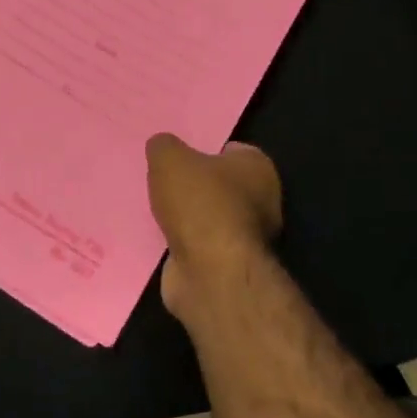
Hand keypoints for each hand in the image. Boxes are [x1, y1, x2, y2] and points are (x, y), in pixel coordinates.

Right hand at [146, 134, 281, 319]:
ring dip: (186, 215)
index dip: (204, 148)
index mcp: (257, 168)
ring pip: (208, 216)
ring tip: (154, 206)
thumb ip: (164, 146)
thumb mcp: (169, 158)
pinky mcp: (227, 264)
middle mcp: (261, 200)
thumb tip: (162, 146)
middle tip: (161, 179)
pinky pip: (199, 243)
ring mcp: (246, 236)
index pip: (231, 150)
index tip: (178, 153)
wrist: (209, 271)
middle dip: (193, 184)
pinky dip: (182, 240)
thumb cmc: (199, 203)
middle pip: (220, 184)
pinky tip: (158, 234)